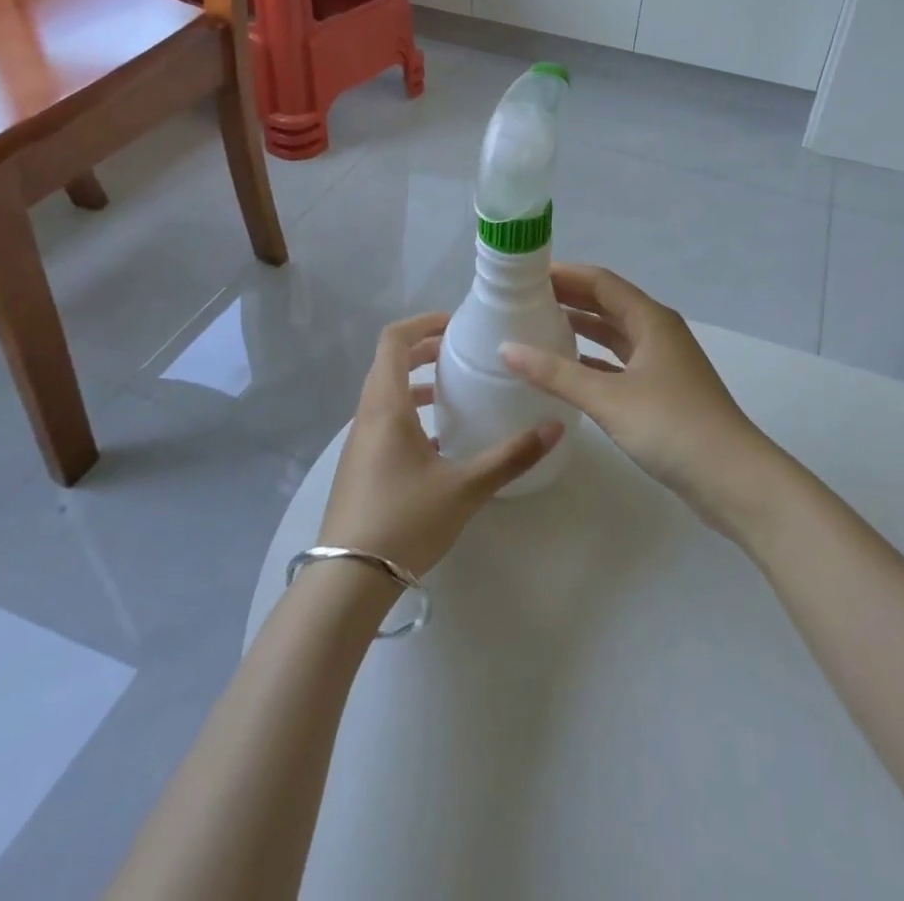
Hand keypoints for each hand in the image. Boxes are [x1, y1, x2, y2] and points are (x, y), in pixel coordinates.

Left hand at [318, 313, 565, 577]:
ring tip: (455, 392)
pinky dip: (410, 412)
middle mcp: (367, 415)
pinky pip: (384, 420)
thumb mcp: (464, 487)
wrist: (348, 580)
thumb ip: (510, 457)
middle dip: (425, 350)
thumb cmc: (405, 520)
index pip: (393, 340)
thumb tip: (555, 428)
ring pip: (385, 393)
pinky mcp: (360, 466)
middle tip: (462, 353)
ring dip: (417, 382)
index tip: (457, 325)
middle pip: (389, 362)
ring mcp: (359, 442)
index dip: (423, 322)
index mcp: (385, 405)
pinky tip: (440, 442)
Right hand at [500, 266, 785, 534]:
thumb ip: (556, 373)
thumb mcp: (608, 398)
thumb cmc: (672, 426)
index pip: (601, 281)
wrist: (733, 479)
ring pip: (615, 334)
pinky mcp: (663, 392)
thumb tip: (506, 348)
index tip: (526, 274)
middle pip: (608, 304)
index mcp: (651, 319)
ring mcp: (663, 363)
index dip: (565, 274)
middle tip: (524, 299)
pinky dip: (594, 360)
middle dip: (569, 298)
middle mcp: (658, 332)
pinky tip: (567, 369)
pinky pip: (620, 363)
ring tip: (539, 326)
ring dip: (581, 328)